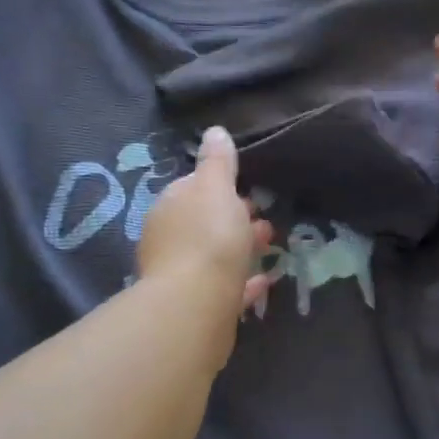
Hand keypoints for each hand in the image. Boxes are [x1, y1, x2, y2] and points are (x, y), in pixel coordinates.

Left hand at [137, 127, 272, 342]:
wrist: (196, 305)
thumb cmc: (209, 237)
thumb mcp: (217, 188)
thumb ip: (218, 161)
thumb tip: (214, 131)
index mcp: (170, 207)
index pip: (193, 188)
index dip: (221, 187)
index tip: (249, 190)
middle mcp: (169, 240)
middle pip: (204, 224)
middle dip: (233, 219)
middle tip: (264, 220)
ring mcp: (180, 276)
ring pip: (214, 256)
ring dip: (240, 248)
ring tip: (270, 247)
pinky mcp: (197, 307)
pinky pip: (224, 288)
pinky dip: (242, 282)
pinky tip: (264, 281)